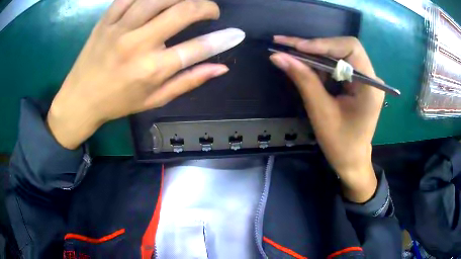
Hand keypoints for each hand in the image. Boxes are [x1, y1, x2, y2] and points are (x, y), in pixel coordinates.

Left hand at [47, 0, 244, 149]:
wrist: (80, 99)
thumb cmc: (117, 102)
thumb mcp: (154, 99)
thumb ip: (188, 81)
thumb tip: (221, 68)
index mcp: (151, 70)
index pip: (197, 48)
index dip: (223, 39)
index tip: (237, 34)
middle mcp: (137, 44)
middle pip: (182, 11)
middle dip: (206, 7)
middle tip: (211, 11)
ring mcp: (119, 28)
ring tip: (187, 2)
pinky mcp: (106, 20)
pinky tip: (158, 0)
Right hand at [270, 36, 384, 202]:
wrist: (352, 161)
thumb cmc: (340, 144)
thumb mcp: (321, 112)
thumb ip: (303, 80)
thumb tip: (278, 56)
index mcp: (370, 86)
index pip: (350, 48)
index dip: (322, 44)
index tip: (296, 48)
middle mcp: (371, 77)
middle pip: (343, 48)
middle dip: (315, 46)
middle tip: (286, 45)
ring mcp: (365, 79)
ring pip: (338, 54)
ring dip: (314, 54)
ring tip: (290, 55)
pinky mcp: (358, 83)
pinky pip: (338, 65)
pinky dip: (320, 65)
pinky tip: (305, 68)